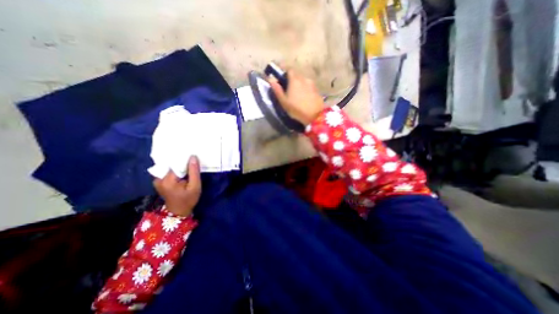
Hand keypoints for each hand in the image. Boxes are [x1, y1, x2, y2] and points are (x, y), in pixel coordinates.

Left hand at [153, 156, 202, 216]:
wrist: (178, 212)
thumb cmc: (189, 199)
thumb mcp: (195, 186)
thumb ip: (194, 172)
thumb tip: (193, 157)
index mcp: (168, 180)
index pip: (175, 163)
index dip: (184, 158)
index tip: (192, 153)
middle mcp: (159, 178)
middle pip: (171, 163)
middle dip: (181, 160)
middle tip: (191, 156)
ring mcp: (157, 180)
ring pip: (168, 166)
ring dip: (178, 163)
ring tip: (187, 161)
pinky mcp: (159, 181)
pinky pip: (166, 170)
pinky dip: (174, 168)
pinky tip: (181, 168)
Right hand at [268, 69, 325, 125]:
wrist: (314, 116)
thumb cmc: (296, 109)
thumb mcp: (284, 101)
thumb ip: (277, 89)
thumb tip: (270, 78)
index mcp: (295, 80)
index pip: (289, 70)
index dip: (285, 73)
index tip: (282, 80)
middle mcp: (304, 79)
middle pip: (297, 75)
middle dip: (292, 80)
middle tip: (289, 90)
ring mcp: (312, 84)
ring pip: (304, 81)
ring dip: (300, 85)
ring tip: (298, 96)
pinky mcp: (317, 90)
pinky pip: (309, 87)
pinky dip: (306, 90)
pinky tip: (305, 99)